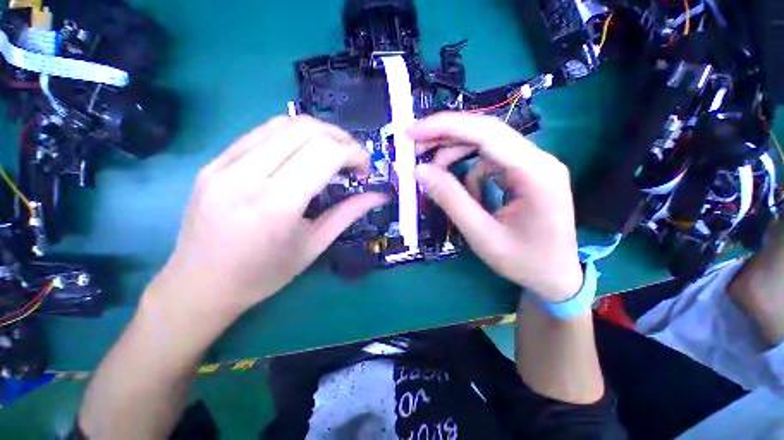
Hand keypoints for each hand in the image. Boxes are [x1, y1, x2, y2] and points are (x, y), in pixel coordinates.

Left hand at [149, 115, 387, 319]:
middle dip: (340, 139)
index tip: (364, 168)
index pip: (324, 154)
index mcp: (276, 204)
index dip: (353, 153)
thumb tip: (379, 196)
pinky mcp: (214, 162)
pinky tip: (302, 153)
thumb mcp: (314, 246)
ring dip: (318, 132)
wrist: (199, 285)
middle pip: (305, 130)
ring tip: (332, 152)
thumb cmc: (263, 275)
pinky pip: (260, 133)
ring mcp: (224, 165)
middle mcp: (247, 175)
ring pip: (282, 124)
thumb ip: (348, 214)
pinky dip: (292, 135)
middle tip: (353, 158)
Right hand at [411, 112, 582, 301]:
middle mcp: (537, 159)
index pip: (486, 133)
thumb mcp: (481, 234)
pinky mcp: (524, 173)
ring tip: (433, 173)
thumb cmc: (524, 261)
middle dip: (445, 137)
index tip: (412, 131)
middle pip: (485, 132)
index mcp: (535, 173)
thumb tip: (419, 171)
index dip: (445, 127)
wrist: (556, 276)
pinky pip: (489, 162)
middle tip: (415, 148)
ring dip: (455, 155)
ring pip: (485, 145)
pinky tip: (466, 195)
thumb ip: (451, 200)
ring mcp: (532, 164)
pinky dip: (469, 173)